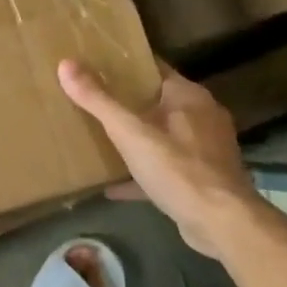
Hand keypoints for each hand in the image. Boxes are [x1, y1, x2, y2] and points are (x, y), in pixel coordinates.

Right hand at [58, 59, 256, 256]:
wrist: (221, 222)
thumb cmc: (177, 169)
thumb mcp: (130, 133)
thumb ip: (98, 101)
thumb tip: (66, 64)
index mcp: (188, 97)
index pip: (154, 68)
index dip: (126, 64)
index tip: (95, 65)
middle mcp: (202, 116)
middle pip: (157, 101)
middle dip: (126, 103)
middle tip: (90, 102)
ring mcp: (204, 149)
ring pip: (162, 136)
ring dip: (135, 139)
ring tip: (100, 140)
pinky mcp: (201, 178)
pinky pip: (164, 168)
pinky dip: (141, 174)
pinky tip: (113, 186)